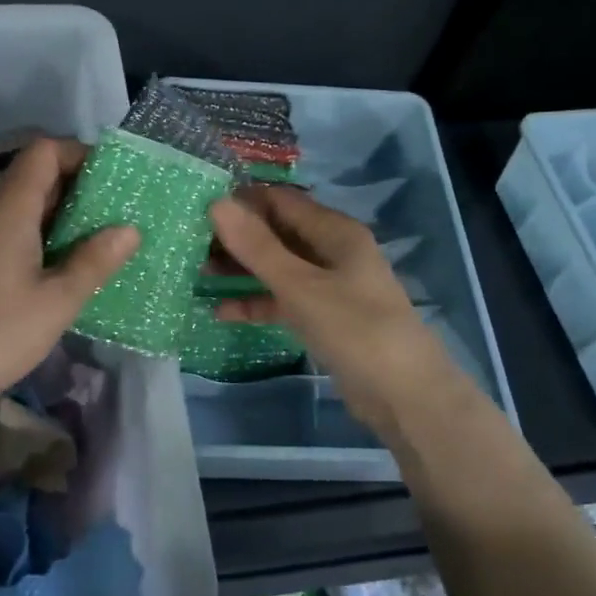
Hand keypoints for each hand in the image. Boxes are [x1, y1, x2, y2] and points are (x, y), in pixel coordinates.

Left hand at [0, 138, 137, 426]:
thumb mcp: (58, 301)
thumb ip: (95, 261)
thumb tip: (129, 229)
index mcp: (8, 210)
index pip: (43, 152)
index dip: (79, 154)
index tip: (111, 181)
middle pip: (31, 178)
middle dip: (75, 189)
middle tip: (113, 217)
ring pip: (17, 209)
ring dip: (56, 217)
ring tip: (91, 245)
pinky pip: (3, 233)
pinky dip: (34, 238)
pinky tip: (52, 272)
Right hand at [209, 185, 457, 435]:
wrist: (403, 394)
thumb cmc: (354, 328)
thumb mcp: (300, 285)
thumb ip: (257, 247)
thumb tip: (217, 204)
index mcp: (335, 231)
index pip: (281, 200)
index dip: (243, 200)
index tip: (199, 208)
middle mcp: (332, 251)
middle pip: (277, 233)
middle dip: (237, 237)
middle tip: (191, 244)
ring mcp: (329, 286)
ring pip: (277, 267)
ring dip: (242, 270)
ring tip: (198, 273)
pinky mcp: (324, 317)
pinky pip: (284, 300)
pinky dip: (257, 302)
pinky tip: (223, 312)